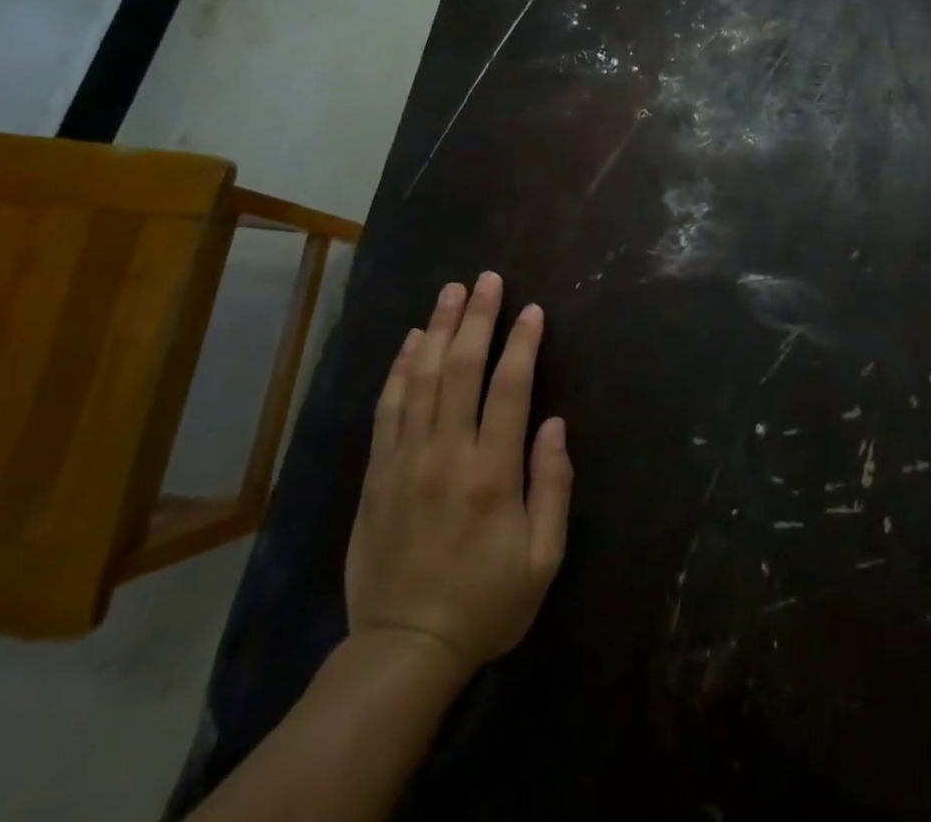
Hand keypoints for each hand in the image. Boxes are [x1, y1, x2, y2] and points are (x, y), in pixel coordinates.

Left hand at [345, 272, 572, 679]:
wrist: (403, 649)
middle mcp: (446, 453)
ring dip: (437, 328)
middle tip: (486, 280)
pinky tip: (409, 340)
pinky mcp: (376, 473)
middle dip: (477, 317)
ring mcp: (404, 460)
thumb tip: (554, 424)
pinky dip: (399, 368)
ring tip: (450, 290)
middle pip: (460, 368)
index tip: (532, 309)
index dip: (522, 343)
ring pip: (420, 378)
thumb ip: (553, 486)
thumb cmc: (486, 603)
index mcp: (492, 472)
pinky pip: (387, 407)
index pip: (510, 388)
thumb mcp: (542, 558)